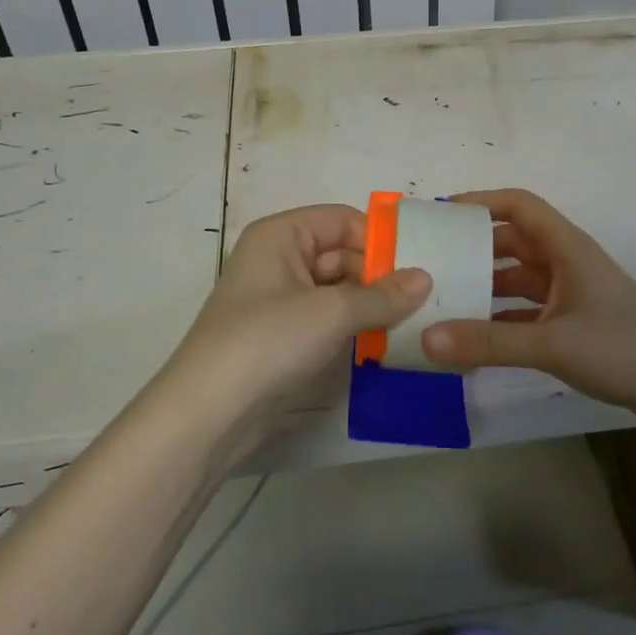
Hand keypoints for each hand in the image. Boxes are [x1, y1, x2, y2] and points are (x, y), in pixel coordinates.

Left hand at [154, 204, 429, 445]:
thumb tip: (425, 278)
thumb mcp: (332, 313)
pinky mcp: (285, 337)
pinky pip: (329, 319)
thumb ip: (383, 295)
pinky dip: (355, 327)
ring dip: (372, 305)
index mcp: (281, 235)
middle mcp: (279, 259)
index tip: (419, 266)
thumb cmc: (268, 341)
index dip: (378, 239)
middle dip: (380, 276)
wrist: (209, 414)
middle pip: (342, 254)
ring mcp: (281, 300)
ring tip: (415, 322)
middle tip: (426, 301)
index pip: (342, 220)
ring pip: (339, 290)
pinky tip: (386, 343)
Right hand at [420, 189, 635, 416]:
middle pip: (511, 241)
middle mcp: (565, 262)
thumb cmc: (623, 349)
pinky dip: (499, 317)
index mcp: (565, 247)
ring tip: (442, 298)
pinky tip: (472, 337)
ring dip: (484, 284)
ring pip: (516, 277)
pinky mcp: (572, 321)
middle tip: (429, 261)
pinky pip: (525, 309)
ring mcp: (570, 292)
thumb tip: (425, 338)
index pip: (518, 205)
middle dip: (472, 247)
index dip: (479, 201)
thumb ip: (488, 342)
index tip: (439, 215)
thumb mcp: (552, 344)